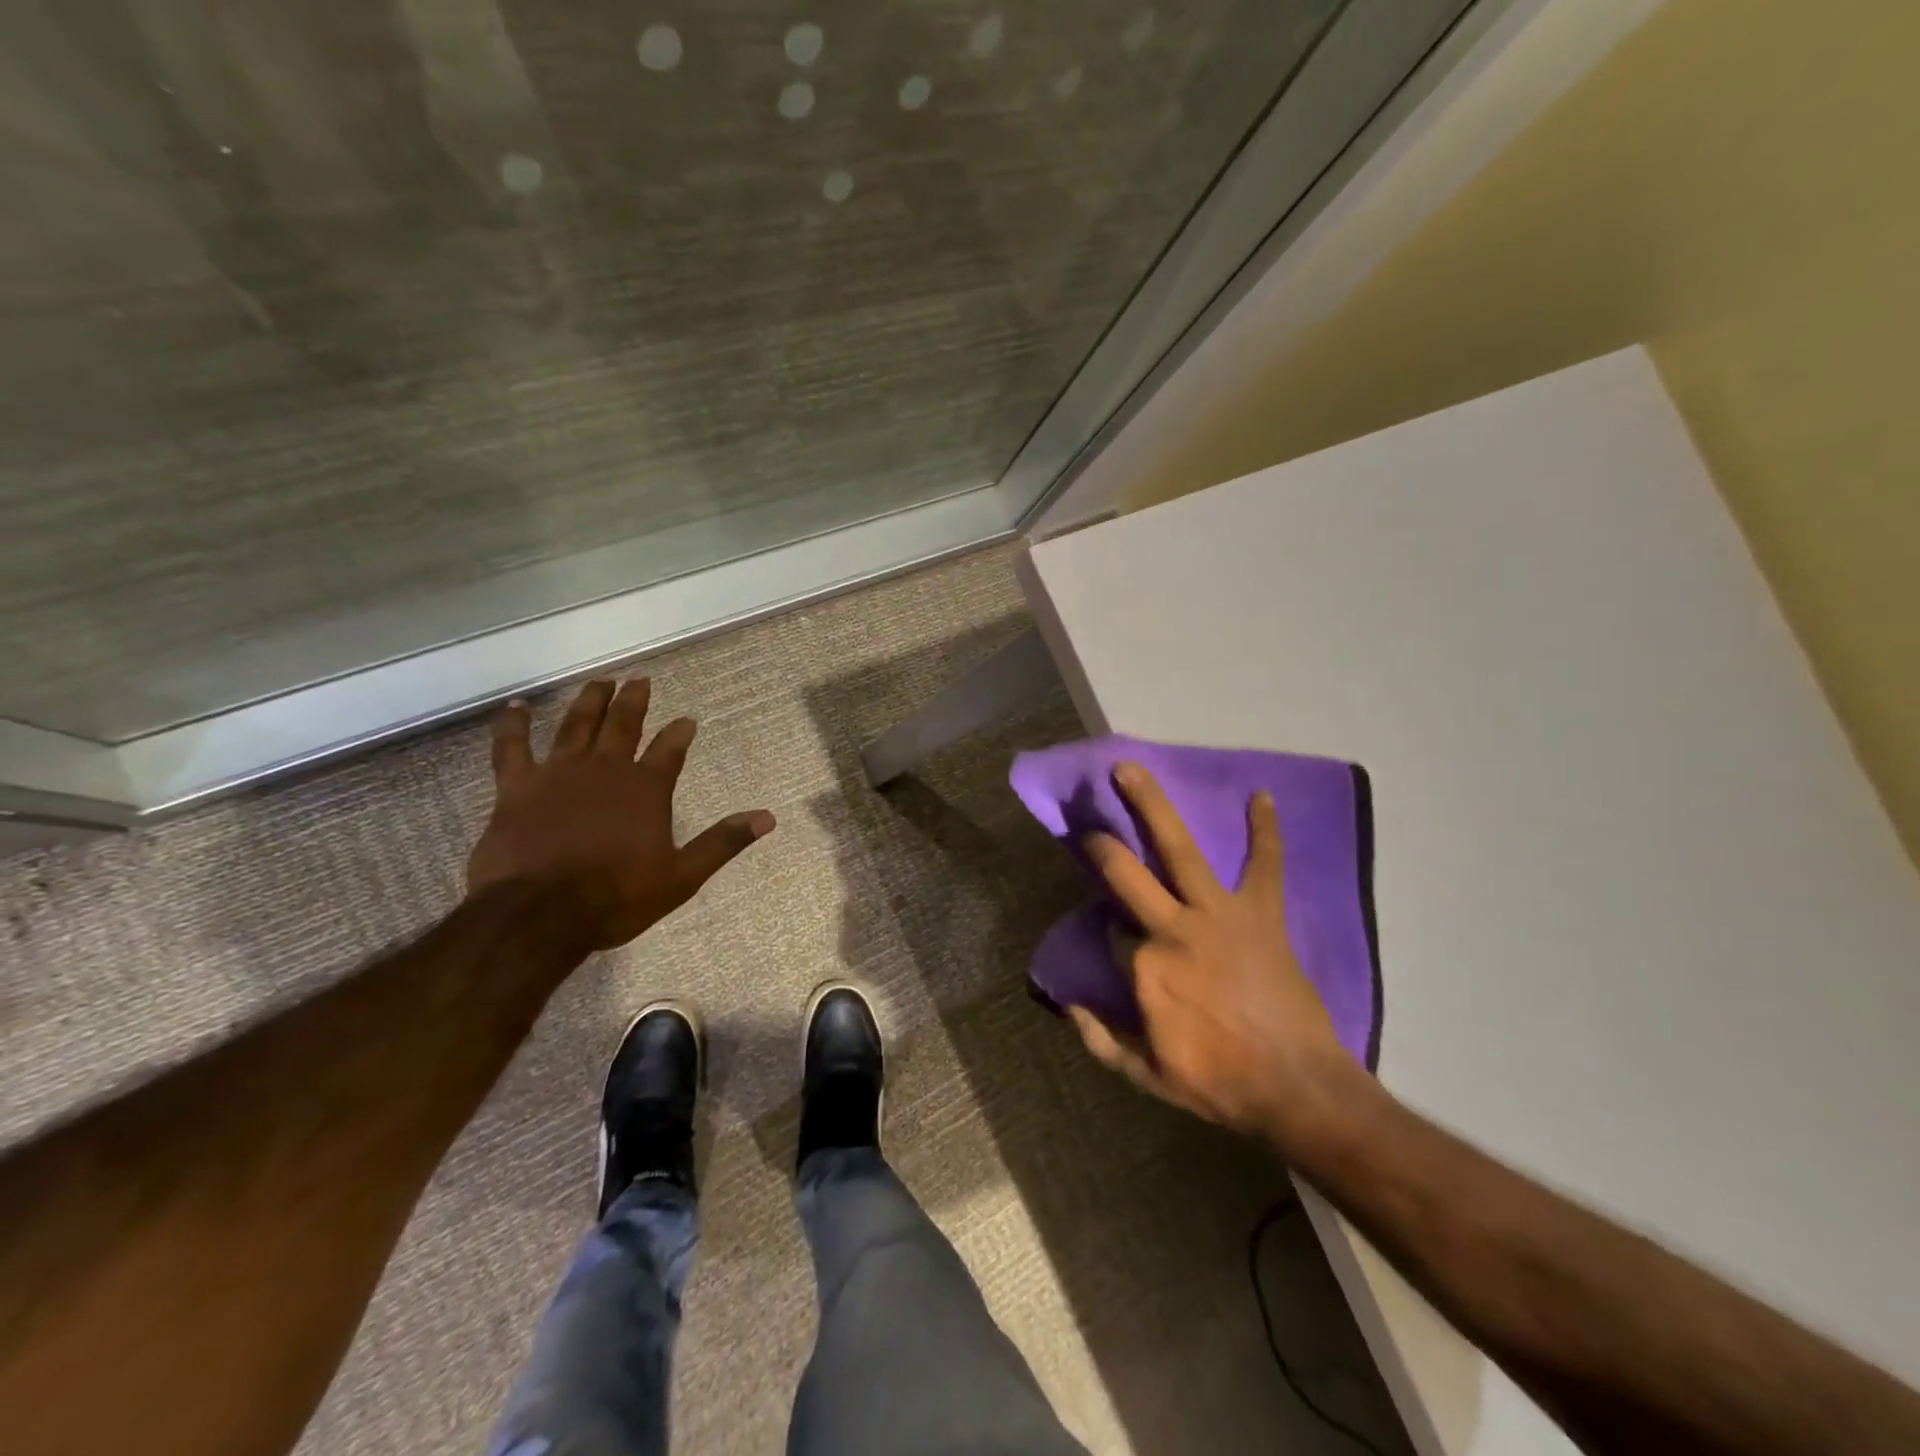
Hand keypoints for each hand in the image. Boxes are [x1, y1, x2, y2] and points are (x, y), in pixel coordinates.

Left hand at [466, 678, 774, 949]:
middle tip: (640, 679)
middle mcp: (605, 770)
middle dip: (634, 701)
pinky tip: (516, 707)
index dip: (679, 733)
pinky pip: (513, 748)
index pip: (669, 750)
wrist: (541, 913)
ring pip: (577, 726)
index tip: (687, 720)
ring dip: (590, 701)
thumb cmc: (617, 896)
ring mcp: (559, 774)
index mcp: (646, 789)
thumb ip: (722, 842)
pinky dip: (513, 725)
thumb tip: (767, 818)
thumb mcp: (682, 876)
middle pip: (623, 725)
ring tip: (599, 681)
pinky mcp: (517, 788)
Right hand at [1071, 762, 1353, 1140]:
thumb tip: (1067, 1004)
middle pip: (1126, 873)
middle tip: (1091, 827)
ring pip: (1179, 849)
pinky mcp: (1262, 914)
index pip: (1112, 931)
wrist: (1298, 1088)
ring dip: (1153, 805)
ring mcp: (1219, 914)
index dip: (1112, 932)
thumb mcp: (1146, 1075)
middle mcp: (1173, 928)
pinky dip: (1266, 832)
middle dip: (1102, 846)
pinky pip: (1265, 865)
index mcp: (1143, 967)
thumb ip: (1100, 1039)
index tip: (1119, 935)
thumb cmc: (1219, 1084)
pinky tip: (1262, 795)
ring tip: (1129, 769)